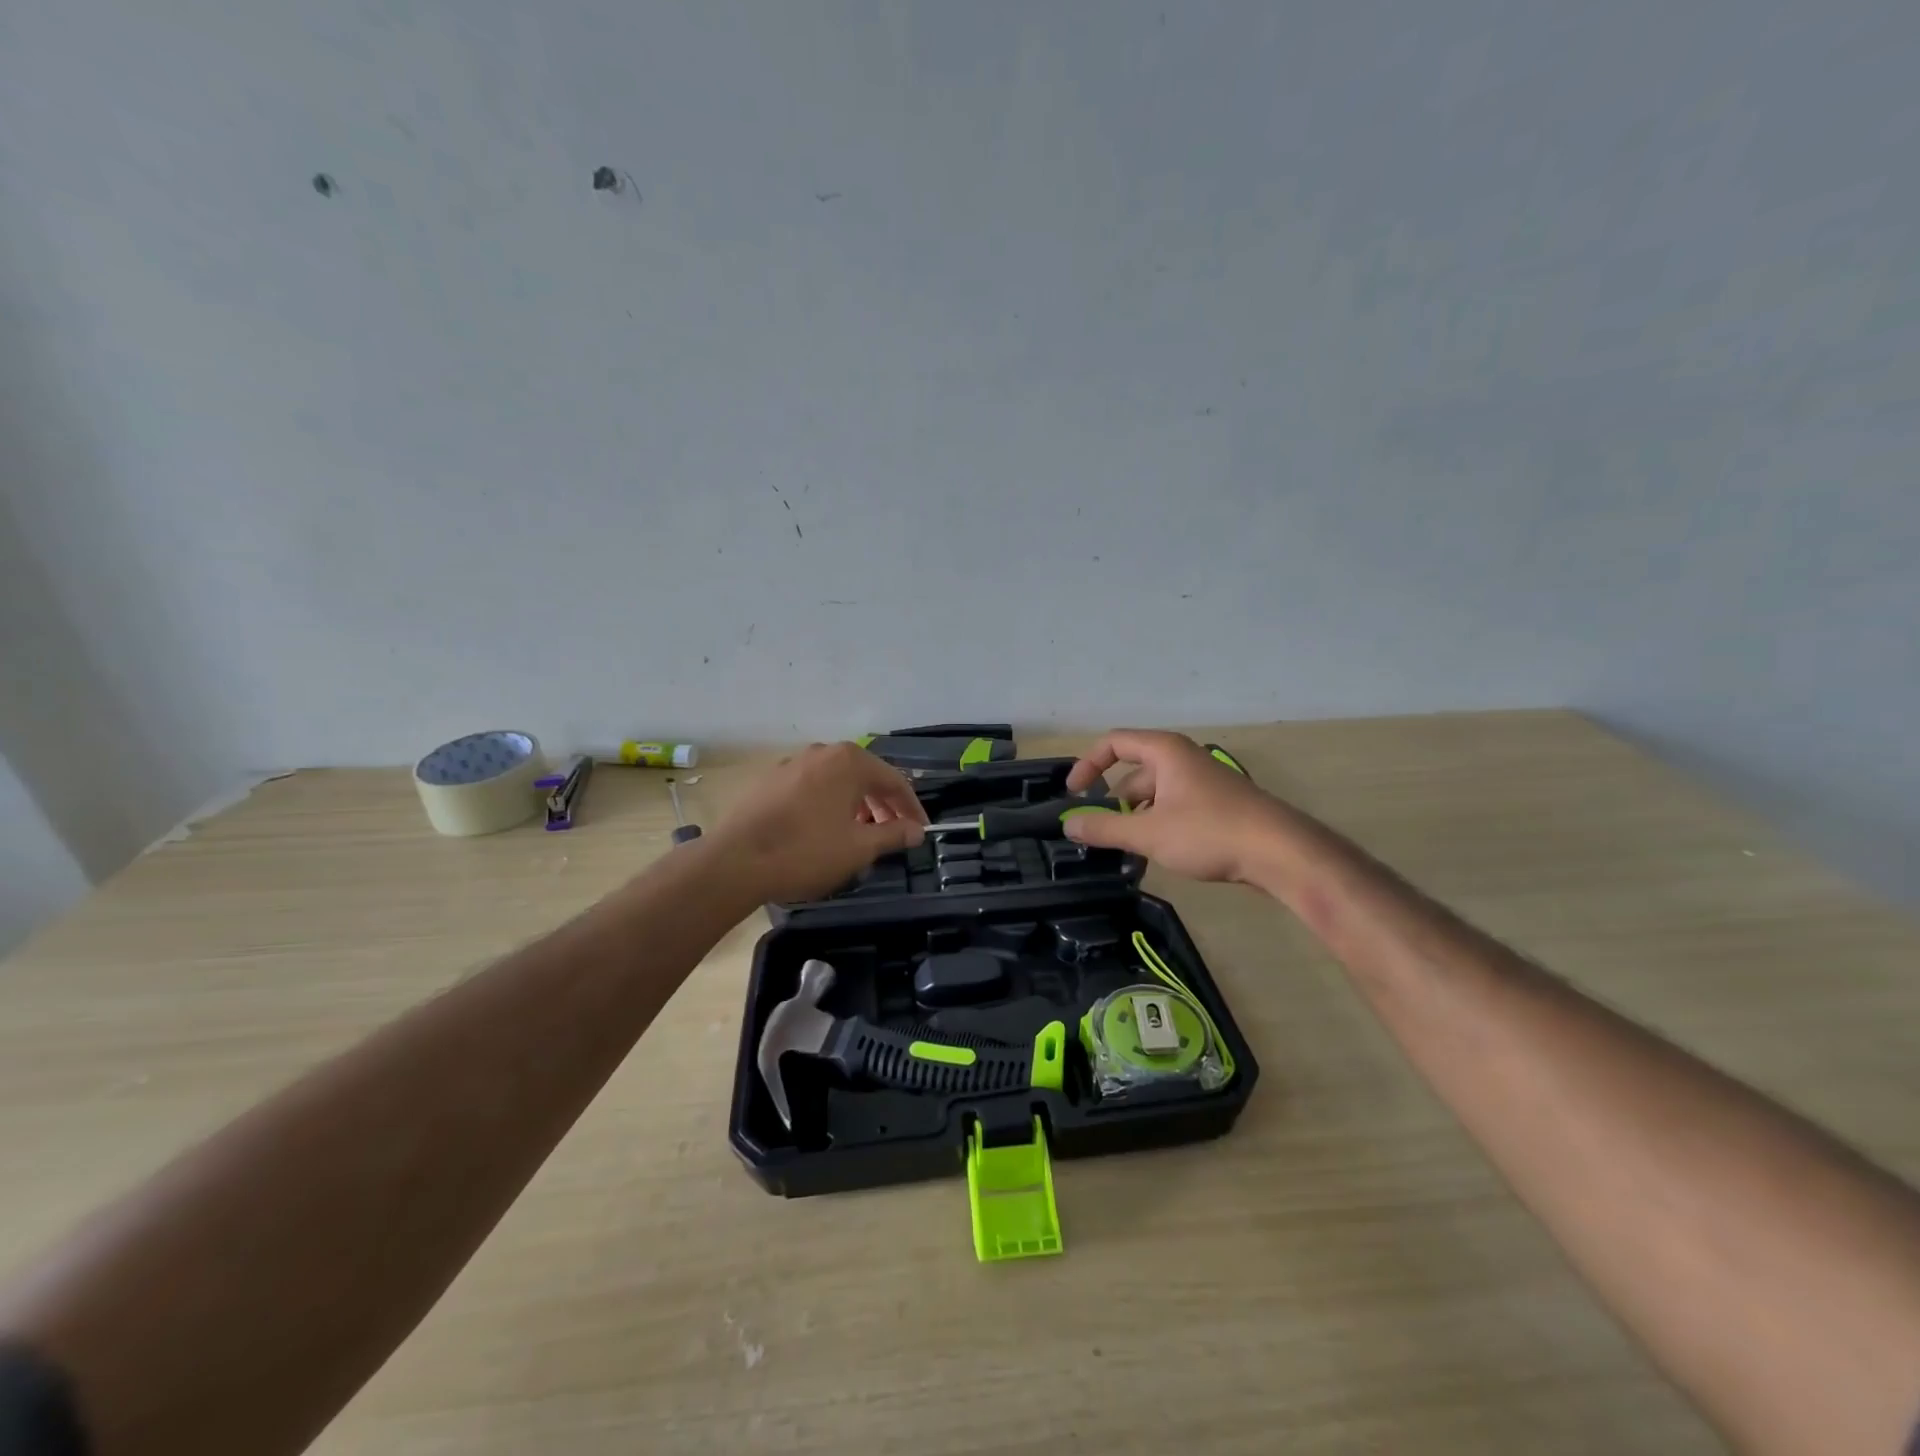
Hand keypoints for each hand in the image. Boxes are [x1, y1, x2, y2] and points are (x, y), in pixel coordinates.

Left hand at [707, 742, 927, 902]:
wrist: (734, 862)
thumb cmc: (805, 852)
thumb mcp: (858, 848)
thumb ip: (893, 835)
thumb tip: (916, 830)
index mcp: (850, 761)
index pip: (895, 781)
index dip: (911, 808)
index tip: (921, 831)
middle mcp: (823, 752)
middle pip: (865, 776)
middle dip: (883, 805)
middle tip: (892, 834)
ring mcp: (793, 762)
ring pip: (837, 781)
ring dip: (856, 805)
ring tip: (859, 834)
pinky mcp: (770, 779)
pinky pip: (812, 787)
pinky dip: (828, 804)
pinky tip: (824, 830)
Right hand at [1063, 729, 1286, 883]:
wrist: (1280, 853)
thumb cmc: (1209, 832)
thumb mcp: (1148, 832)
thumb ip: (1105, 828)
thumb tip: (1068, 824)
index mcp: (1164, 751)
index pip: (1113, 743)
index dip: (1088, 765)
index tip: (1074, 794)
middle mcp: (1182, 759)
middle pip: (1133, 773)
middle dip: (1114, 803)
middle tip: (1100, 834)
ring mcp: (1202, 782)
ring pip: (1154, 794)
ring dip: (1136, 818)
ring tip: (1127, 851)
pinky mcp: (1216, 805)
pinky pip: (1174, 807)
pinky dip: (1158, 825)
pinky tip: (1157, 854)